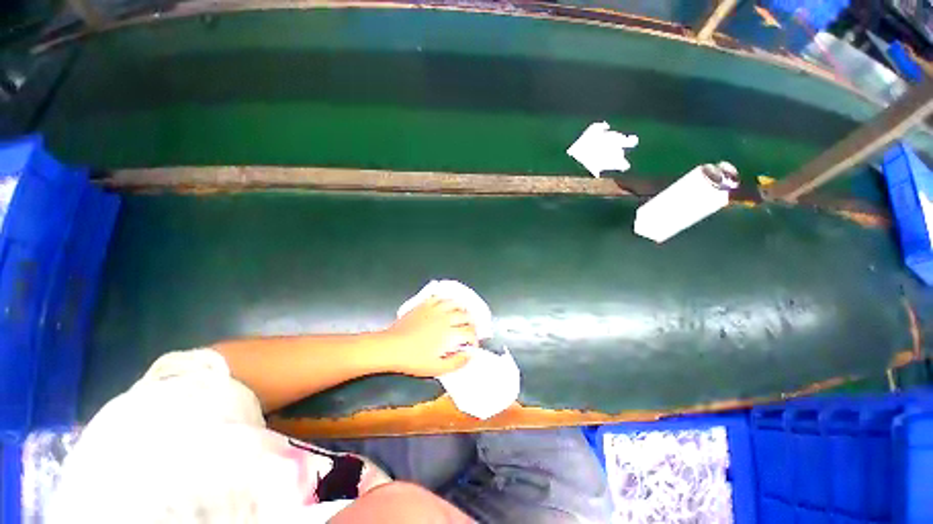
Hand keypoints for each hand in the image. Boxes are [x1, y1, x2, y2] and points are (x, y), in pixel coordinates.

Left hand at [381, 297, 475, 376]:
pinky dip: (447, 301)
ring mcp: (435, 309)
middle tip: (469, 330)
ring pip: (455, 304)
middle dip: (471, 323)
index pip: (470, 332)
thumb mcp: (436, 368)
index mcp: (450, 334)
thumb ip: (457, 363)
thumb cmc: (413, 360)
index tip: (471, 345)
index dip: (474, 338)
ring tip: (462, 315)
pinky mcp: (425, 305)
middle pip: (466, 316)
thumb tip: (470, 355)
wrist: (391, 347)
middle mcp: (446, 318)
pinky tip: (447, 306)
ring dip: (462, 309)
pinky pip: (440, 298)